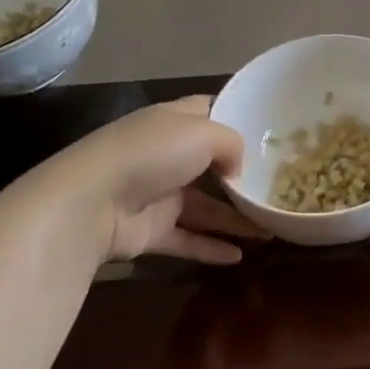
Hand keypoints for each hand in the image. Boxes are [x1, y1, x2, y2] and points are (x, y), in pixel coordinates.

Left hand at [23, 97, 266, 265]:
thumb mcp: (204, 133)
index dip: (236, 117)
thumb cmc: (152, 153)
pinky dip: (211, 247)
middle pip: (211, 163)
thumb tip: (238, 168)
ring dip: (234, 219)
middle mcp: (167, 154)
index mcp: (175, 121)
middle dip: (241, 175)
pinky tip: (240, 257)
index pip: (209, 111)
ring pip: (204, 206)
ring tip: (269, 231)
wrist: (92, 202)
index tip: (268, 132)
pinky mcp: (151, 230)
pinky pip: (188, 239)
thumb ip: (232, 144)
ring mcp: (158, 193)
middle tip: (277, 186)